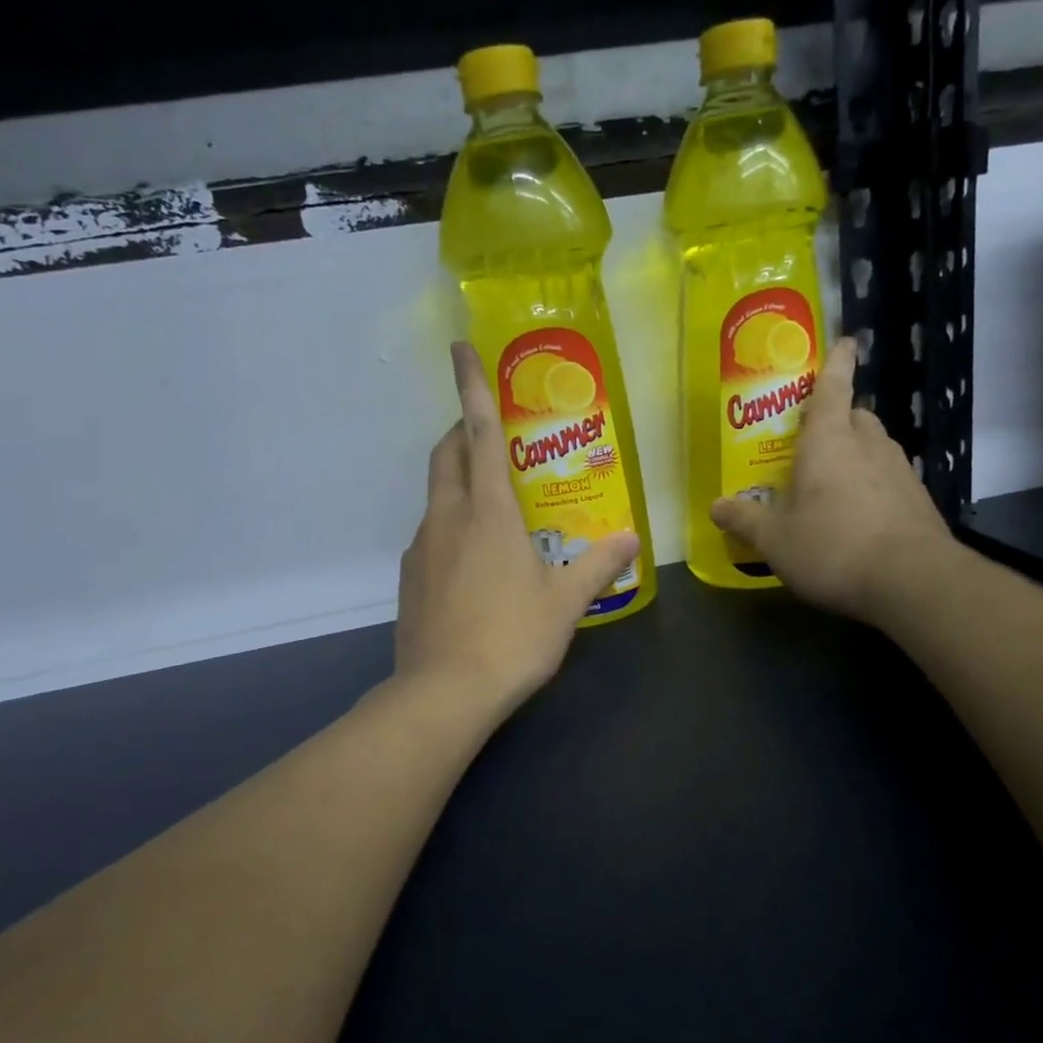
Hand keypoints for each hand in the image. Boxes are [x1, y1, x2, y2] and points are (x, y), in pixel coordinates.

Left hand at [395, 342, 639, 716]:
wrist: (444, 693)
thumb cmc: (511, 638)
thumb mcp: (565, 602)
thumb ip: (599, 565)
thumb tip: (632, 539)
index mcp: (488, 512)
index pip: (477, 433)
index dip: (470, 387)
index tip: (459, 348)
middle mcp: (447, 517)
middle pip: (446, 454)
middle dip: (460, 430)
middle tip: (488, 432)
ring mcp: (422, 547)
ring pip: (436, 494)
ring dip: (457, 481)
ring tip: (492, 502)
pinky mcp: (410, 577)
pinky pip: (431, 533)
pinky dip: (450, 524)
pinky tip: (473, 559)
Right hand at [710, 336, 956, 628]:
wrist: (911, 581)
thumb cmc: (831, 546)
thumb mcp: (774, 540)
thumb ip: (744, 520)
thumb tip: (715, 506)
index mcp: (828, 440)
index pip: (833, 387)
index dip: (837, 363)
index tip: (847, 341)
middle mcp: (868, 444)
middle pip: (855, 415)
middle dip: (838, 418)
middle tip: (814, 440)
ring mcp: (900, 470)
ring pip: (875, 446)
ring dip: (856, 453)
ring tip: (834, 481)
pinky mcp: (918, 499)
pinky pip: (890, 478)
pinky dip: (874, 484)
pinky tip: (861, 514)